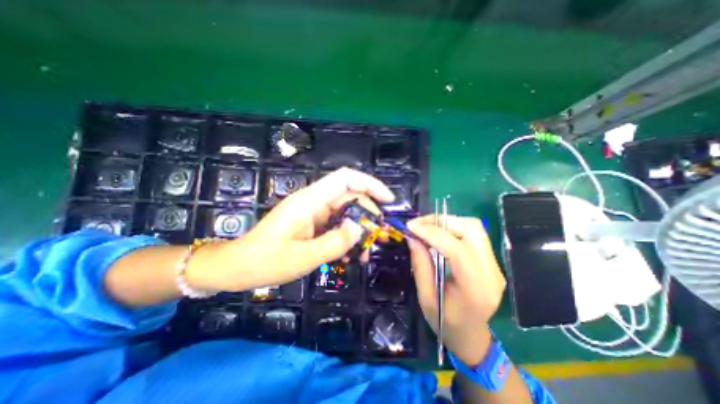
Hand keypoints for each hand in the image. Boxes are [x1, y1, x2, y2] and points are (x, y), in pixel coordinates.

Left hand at [185, 167, 391, 292]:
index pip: (345, 178)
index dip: (370, 183)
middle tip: (377, 237)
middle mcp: (314, 202)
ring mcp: (314, 212)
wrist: (239, 267)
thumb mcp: (304, 257)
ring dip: (358, 229)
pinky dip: (347, 236)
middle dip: (368, 214)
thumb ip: (335, 242)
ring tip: (365, 251)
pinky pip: (337, 224)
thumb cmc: (266, 261)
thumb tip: (360, 228)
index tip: (388, 200)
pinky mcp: (313, 223)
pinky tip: (349, 254)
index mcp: (309, 201)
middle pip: (350, 196)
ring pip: (346, 212)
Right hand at [407, 214, 507, 365]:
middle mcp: (491, 273)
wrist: (471, 336)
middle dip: (441, 221)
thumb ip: (420, 265)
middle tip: (418, 225)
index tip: (410, 227)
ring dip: (447, 222)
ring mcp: (495, 265)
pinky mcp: (491, 260)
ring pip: (474, 227)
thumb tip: (412, 237)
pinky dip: (453, 227)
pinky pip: (473, 233)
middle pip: (471, 230)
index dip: (432, 233)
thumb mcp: (426, 298)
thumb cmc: (445, 323)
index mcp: (475, 289)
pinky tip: (438, 233)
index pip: (457, 250)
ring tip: (426, 227)